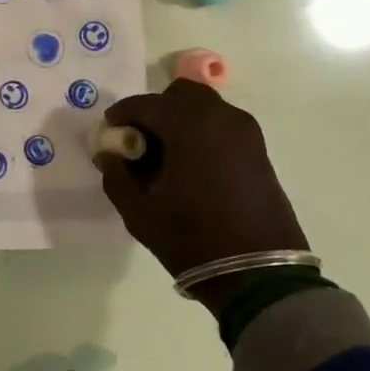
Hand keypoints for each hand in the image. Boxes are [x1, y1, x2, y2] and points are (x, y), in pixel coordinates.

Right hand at [94, 80, 308, 311]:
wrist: (260, 276)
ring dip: (181, 122)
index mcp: (190, 123)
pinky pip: (222, 127)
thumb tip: (109, 155)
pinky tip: (190, 168)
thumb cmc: (193, 239)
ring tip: (165, 159)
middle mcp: (221, 117)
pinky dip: (201, 134)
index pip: (145, 104)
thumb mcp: (140, 213)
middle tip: (141, 143)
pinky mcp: (259, 151)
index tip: (108, 135)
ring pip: (204, 109)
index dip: (121, 116)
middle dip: (156, 111)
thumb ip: (117, 176)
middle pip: (180, 94)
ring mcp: (245, 133)